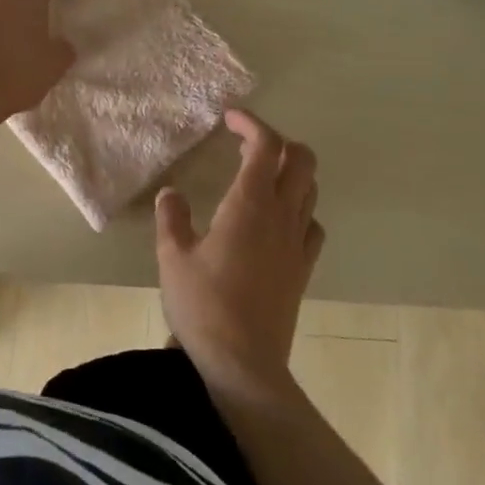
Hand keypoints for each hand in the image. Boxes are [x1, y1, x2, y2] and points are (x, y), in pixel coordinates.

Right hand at [156, 109, 324, 401]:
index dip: (251, 123)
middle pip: (302, 159)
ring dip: (290, 172)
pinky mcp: (303, 269)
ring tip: (258, 178)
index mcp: (250, 203)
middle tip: (246, 146)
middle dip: (279, 141)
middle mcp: (281, 215)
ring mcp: (297, 243)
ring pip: (310, 189)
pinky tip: (277, 221)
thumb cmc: (204, 306)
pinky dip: (300, 209)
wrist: (245, 366)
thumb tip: (171, 192)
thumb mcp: (172, 257)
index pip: (265, 144)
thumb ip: (171, 217)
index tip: (229, 118)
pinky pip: (312, 224)